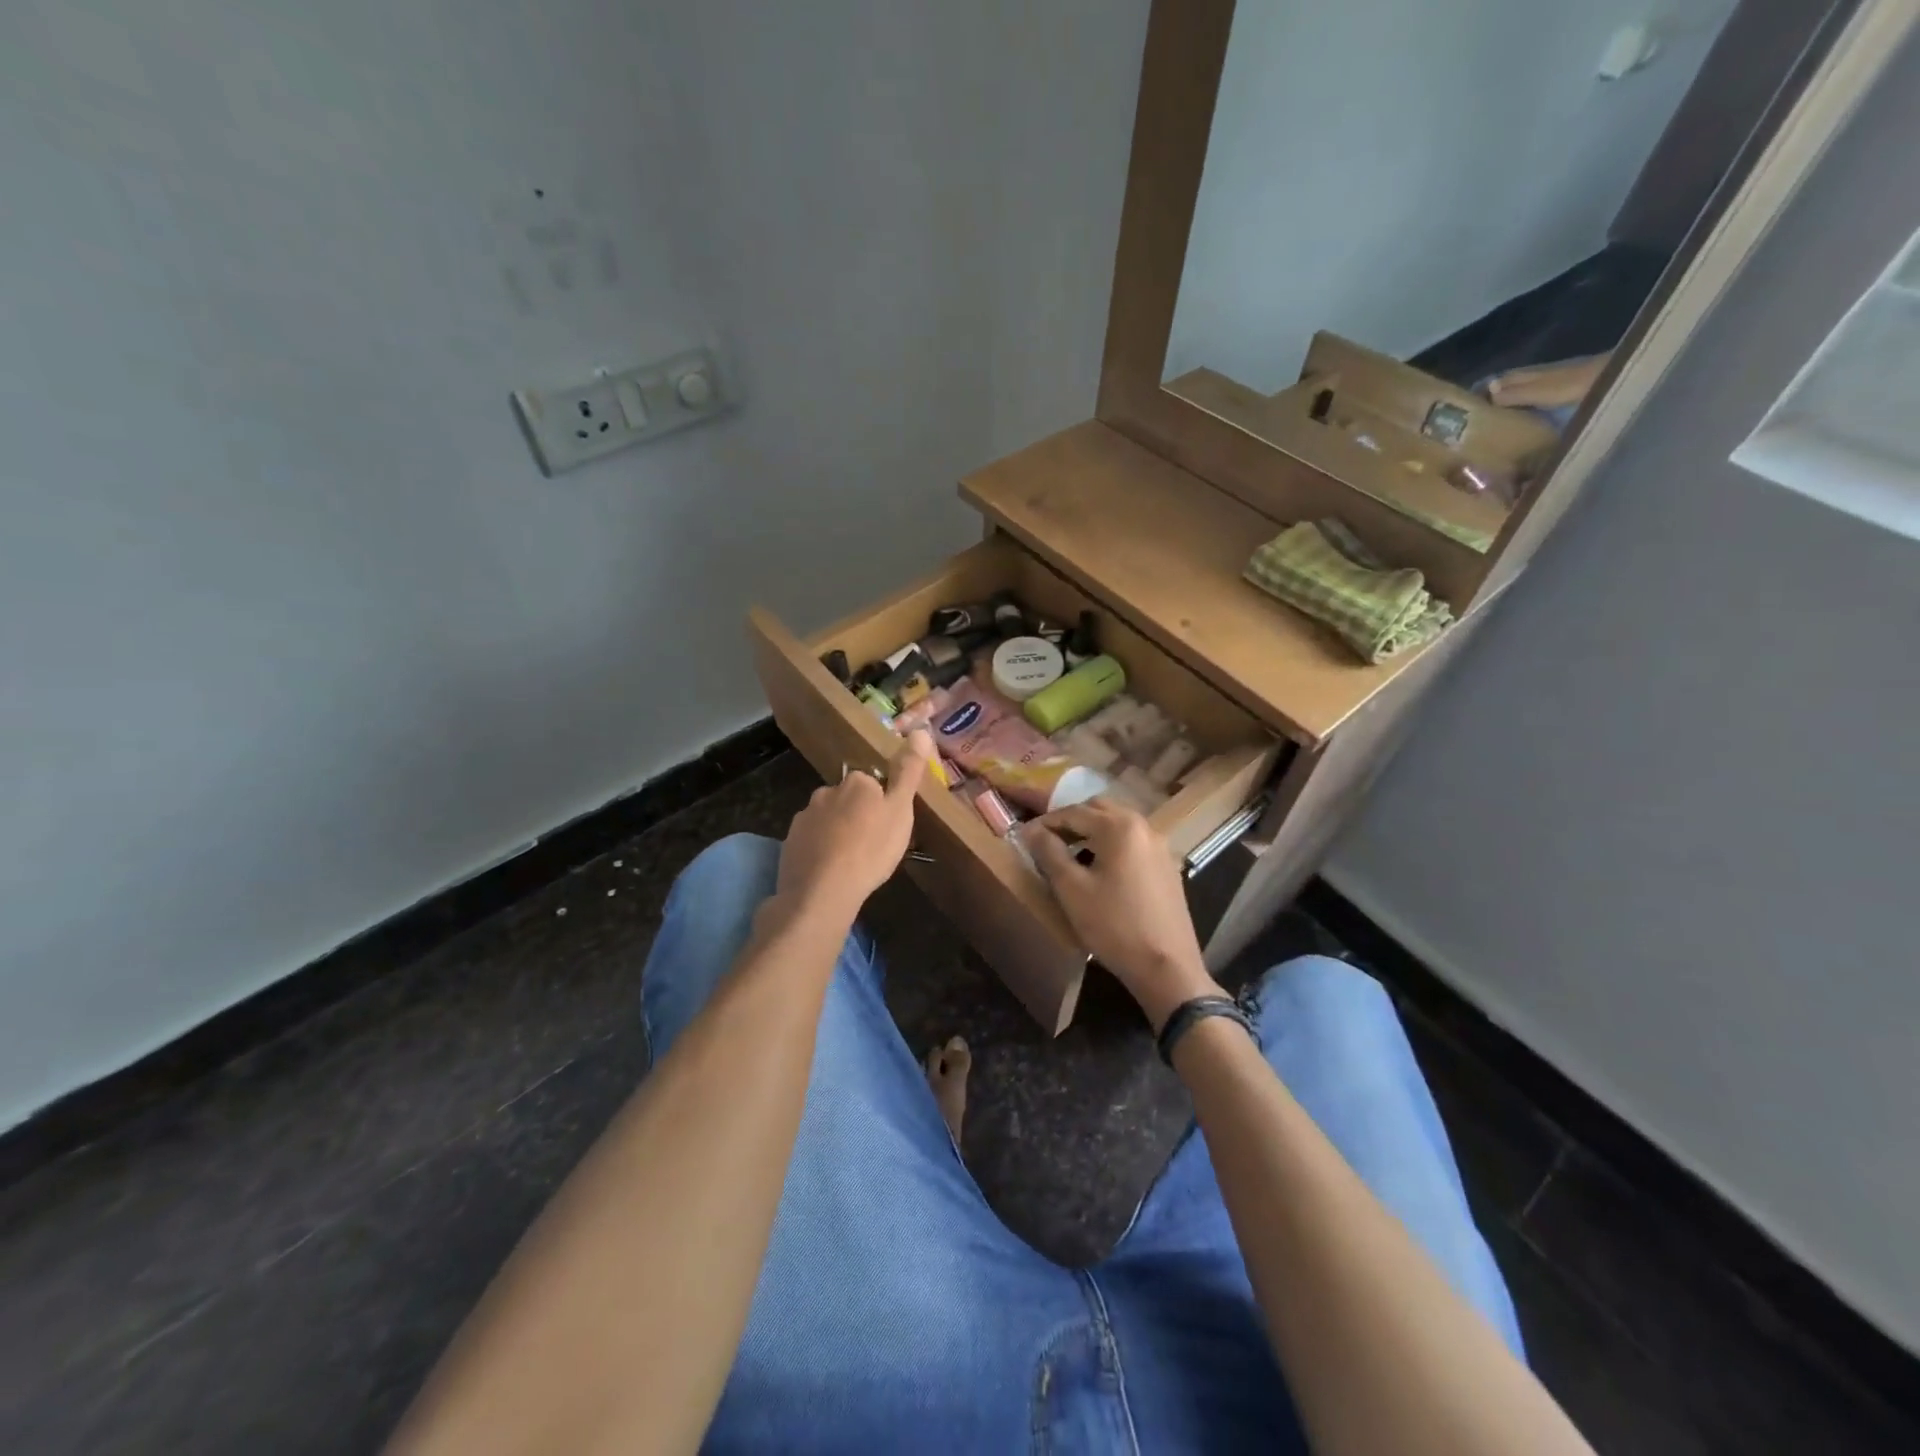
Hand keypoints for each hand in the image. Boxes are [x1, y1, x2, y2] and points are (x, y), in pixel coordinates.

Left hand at [776, 730, 931, 922]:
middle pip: (847, 799)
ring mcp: (804, 817)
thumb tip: (920, 731)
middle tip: (872, 844)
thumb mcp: (901, 811)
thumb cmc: (870, 849)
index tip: (888, 825)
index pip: (871, 783)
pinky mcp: (790, 843)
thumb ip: (909, 772)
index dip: (881, 803)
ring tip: (851, 861)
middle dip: (857, 816)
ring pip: (827, 820)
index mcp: (856, 782)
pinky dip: (820, 851)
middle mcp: (826, 792)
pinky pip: (811, 841)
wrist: (822, 891)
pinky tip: (829, 871)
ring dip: (837, 833)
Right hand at [1024, 798, 1222, 1031]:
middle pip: (1099, 810)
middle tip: (1048, 841)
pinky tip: (1100, 870)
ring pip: (1118, 825)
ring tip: (1070, 855)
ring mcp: (1160, 846)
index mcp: (1119, 827)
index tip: (1024, 837)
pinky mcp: (1167, 867)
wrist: (1166, 967)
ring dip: (1092, 832)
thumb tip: (1030, 830)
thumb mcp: (1072, 889)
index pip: (1073, 812)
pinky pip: (1133, 843)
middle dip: (1071, 821)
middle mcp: (1144, 827)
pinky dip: (1111, 845)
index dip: (1045, 823)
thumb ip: (1049, 852)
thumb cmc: (1113, 926)